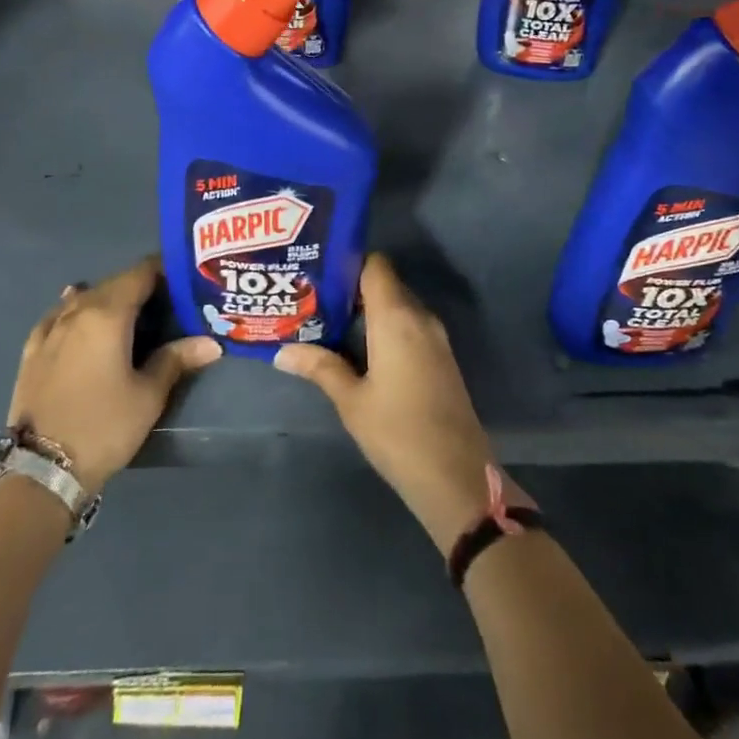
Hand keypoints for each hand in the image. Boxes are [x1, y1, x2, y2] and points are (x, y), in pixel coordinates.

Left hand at [7, 256, 221, 492]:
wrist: (40, 470)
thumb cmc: (103, 427)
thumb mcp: (148, 395)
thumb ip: (176, 359)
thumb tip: (211, 342)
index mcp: (108, 314)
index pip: (140, 273)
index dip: (164, 269)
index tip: (185, 276)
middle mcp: (77, 310)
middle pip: (114, 282)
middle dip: (140, 285)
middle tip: (167, 300)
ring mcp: (50, 329)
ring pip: (85, 297)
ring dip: (109, 297)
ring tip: (131, 313)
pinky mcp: (32, 350)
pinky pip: (58, 314)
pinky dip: (76, 309)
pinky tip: (79, 314)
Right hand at [275, 254, 497, 551]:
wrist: (457, 476)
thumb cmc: (398, 433)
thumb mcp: (351, 401)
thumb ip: (320, 367)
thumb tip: (282, 352)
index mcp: (397, 317)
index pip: (375, 265)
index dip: (347, 263)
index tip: (317, 274)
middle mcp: (420, 317)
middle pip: (385, 284)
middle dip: (351, 288)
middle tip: (313, 300)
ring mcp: (435, 337)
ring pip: (397, 306)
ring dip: (368, 311)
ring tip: (328, 323)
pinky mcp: (441, 357)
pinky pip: (410, 326)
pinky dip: (385, 328)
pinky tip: (359, 349)